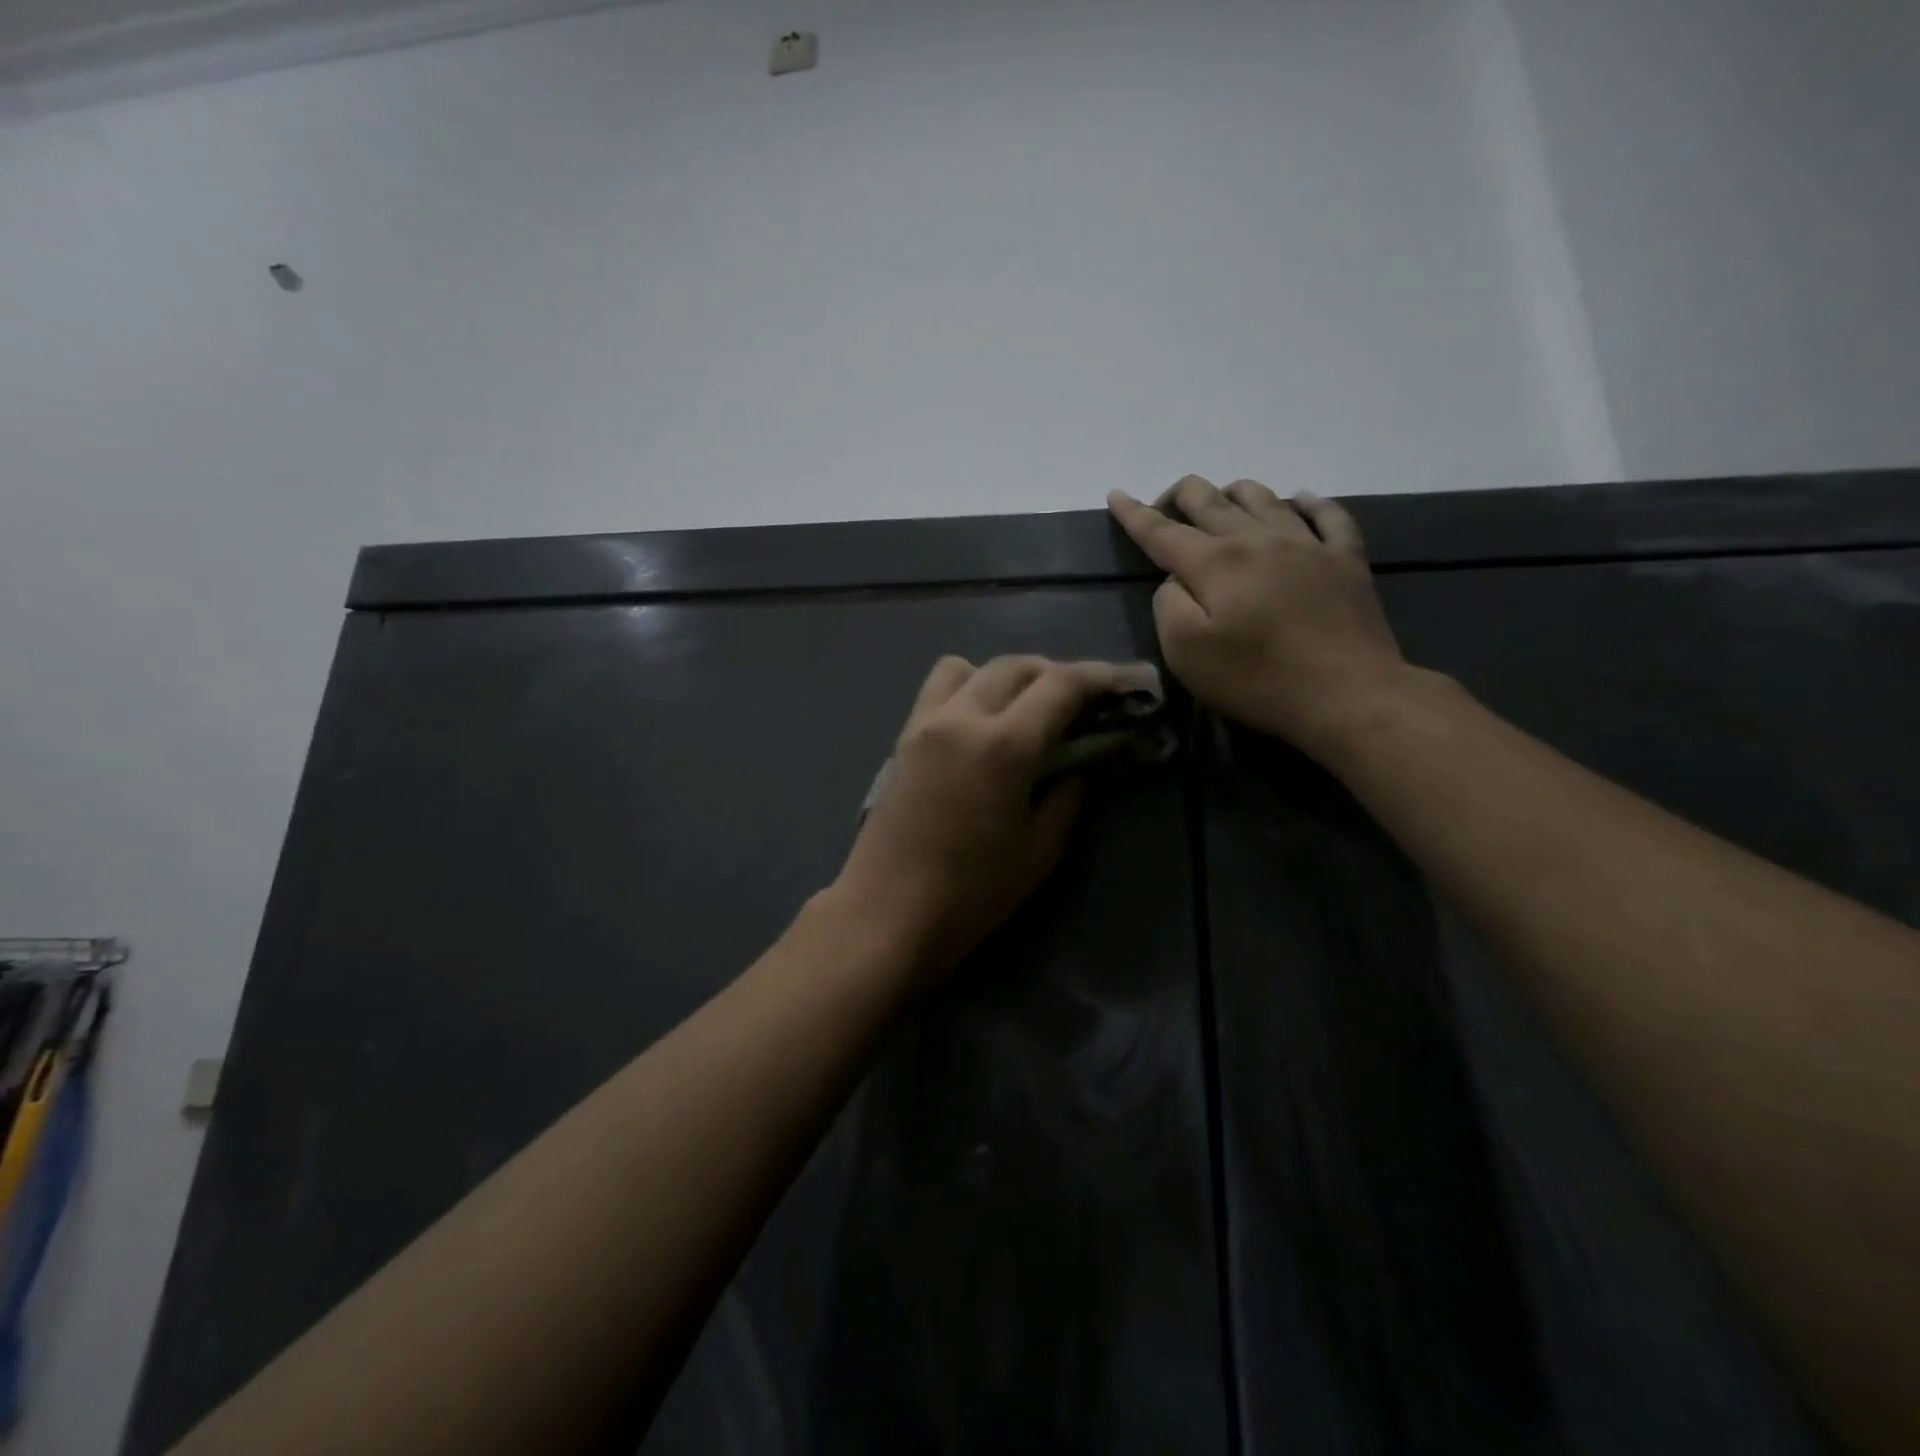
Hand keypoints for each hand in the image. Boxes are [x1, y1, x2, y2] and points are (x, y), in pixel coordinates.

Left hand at [835, 655, 1138, 978]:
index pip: (1060, 685)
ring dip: (1007, 675)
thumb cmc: (972, 892)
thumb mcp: (1039, 850)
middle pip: (1017, 666)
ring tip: (1026, 709)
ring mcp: (926, 722)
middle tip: (1083, 701)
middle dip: (1057, 674)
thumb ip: (1067, 795)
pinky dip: (969, 687)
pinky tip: (982, 725)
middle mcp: (962, 717)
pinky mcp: (903, 737)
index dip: (1100, 677)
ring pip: (971, 666)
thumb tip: (1080, 764)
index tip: (1127, 682)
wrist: (888, 912)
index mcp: (1003, 745)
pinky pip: (939, 689)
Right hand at [1108, 476, 1408, 760]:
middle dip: (1180, 495)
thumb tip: (1176, 580)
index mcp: (1214, 563)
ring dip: (1233, 494)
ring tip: (1222, 503)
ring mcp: (1307, 544)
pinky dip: (1307, 503)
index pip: (1162, 531)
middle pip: (1210, 500)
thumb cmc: (1257, 679)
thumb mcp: (1186, 653)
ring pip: (1263, 497)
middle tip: (1165, 506)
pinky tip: (1299, 501)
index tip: (1116, 495)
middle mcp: (1257, 539)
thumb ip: (1168, 606)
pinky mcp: (1346, 559)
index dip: (1134, 513)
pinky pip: (1327, 514)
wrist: (1348, 694)